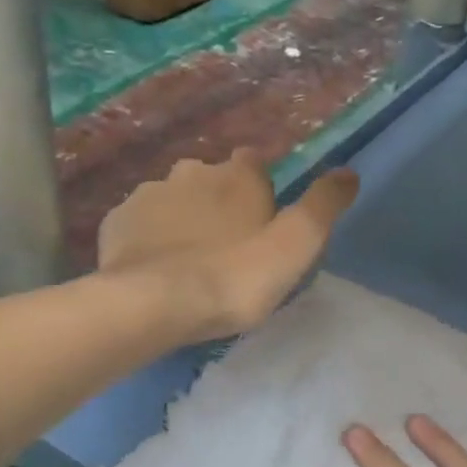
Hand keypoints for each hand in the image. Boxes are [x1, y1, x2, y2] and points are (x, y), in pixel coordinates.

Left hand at [97, 150, 358, 338]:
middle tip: (229, 246)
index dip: (260, 188)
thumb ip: (324, 205)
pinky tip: (159, 266)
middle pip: (212, 179)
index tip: (263, 220)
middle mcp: (193, 171)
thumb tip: (349, 173)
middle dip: (220, 201)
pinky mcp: (117, 221)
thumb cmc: (235, 274)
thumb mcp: (298, 244)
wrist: (153, 304)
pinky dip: (152, 236)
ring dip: (185, 218)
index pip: (254, 162)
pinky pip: (141, 222)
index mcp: (239, 175)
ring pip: (175, 199)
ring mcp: (149, 194)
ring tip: (192, 260)